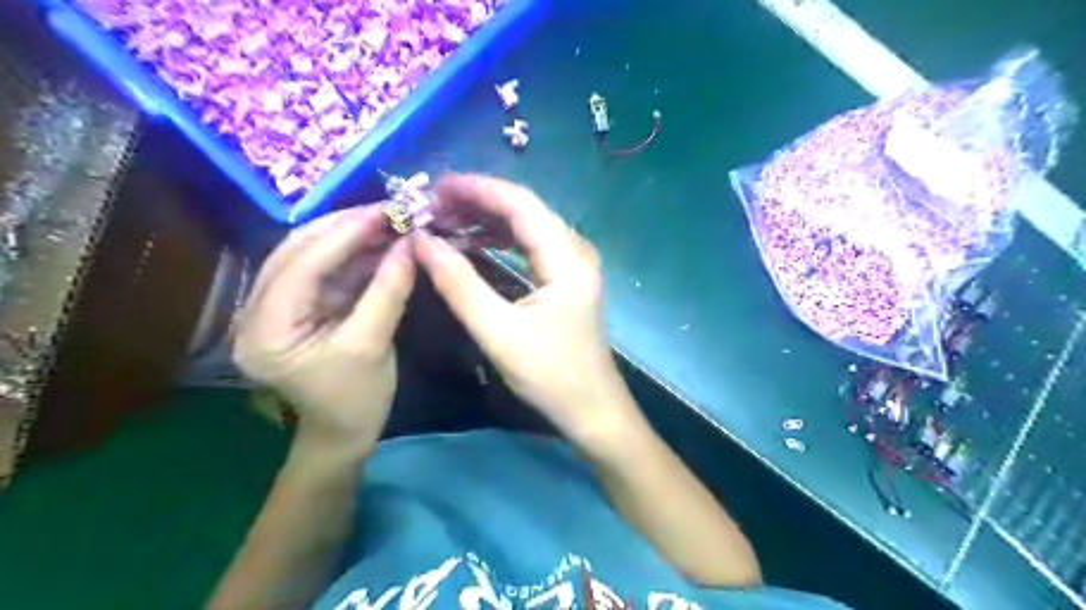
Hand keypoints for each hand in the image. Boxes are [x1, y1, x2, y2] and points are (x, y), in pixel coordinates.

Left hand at [233, 206, 416, 453]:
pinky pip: (323, 270)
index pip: (301, 266)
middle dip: (345, 227)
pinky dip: (353, 255)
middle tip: (389, 212)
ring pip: (309, 255)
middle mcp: (256, 311)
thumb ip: (388, 291)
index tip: (384, 211)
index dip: (344, 235)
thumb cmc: (355, 400)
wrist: (345, 431)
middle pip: (297, 251)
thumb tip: (410, 244)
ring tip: (389, 222)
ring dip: (350, 237)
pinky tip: (380, 243)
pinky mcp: (297, 307)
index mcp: (265, 330)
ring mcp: (274, 307)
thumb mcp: (372, 345)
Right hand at [417, 174, 638, 445]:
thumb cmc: (551, 376)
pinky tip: (474, 242)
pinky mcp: (567, 278)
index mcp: (567, 258)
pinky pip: (531, 245)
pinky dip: (500, 239)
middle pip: (524, 209)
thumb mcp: (499, 332)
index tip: (433, 187)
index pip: (519, 203)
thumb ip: (459, 285)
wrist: (593, 410)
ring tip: (446, 219)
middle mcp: (575, 251)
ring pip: (527, 225)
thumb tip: (422, 242)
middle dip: (478, 201)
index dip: (476, 189)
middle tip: (432, 205)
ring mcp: (574, 264)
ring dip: (487, 219)